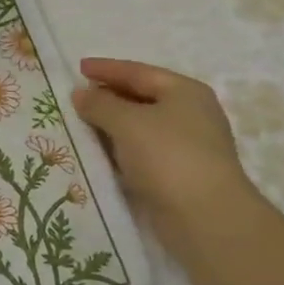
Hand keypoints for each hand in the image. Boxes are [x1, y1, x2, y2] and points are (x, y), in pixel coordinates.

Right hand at [70, 58, 255, 230]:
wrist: (206, 217)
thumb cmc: (167, 156)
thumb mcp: (126, 122)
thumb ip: (99, 104)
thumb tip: (81, 94)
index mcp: (184, 91)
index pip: (138, 72)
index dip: (107, 69)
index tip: (78, 68)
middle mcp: (191, 114)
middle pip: (142, 97)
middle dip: (109, 96)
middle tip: (77, 97)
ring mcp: (188, 145)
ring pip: (141, 126)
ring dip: (112, 125)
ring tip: (82, 124)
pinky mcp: (180, 173)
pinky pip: (143, 151)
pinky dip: (121, 148)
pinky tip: (100, 153)